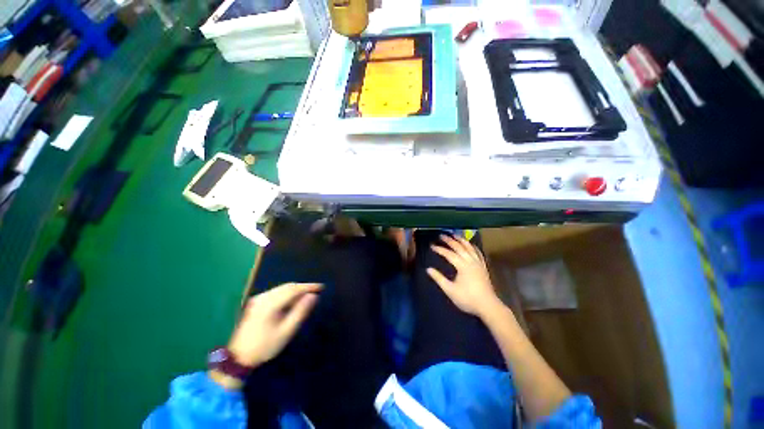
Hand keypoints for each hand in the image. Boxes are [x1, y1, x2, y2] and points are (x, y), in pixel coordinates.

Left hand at [227, 283, 322, 367]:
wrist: (239, 357)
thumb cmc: (265, 346)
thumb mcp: (286, 331)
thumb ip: (300, 312)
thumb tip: (313, 296)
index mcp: (270, 304)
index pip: (293, 289)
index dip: (308, 286)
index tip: (321, 287)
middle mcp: (264, 297)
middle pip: (287, 286)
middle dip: (303, 287)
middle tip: (315, 291)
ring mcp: (258, 299)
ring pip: (281, 288)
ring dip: (295, 290)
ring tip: (306, 296)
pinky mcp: (256, 302)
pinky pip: (276, 292)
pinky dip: (287, 293)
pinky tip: (292, 300)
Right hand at [427, 235, 501, 317]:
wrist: (488, 306)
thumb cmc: (467, 298)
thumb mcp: (450, 290)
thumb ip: (439, 278)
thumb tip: (428, 269)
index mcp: (462, 266)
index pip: (449, 254)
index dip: (440, 249)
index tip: (432, 246)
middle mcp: (470, 261)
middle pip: (459, 247)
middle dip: (449, 240)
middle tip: (441, 235)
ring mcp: (478, 263)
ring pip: (469, 247)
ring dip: (461, 240)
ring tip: (455, 235)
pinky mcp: (483, 267)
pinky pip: (478, 252)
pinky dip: (473, 247)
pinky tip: (470, 245)